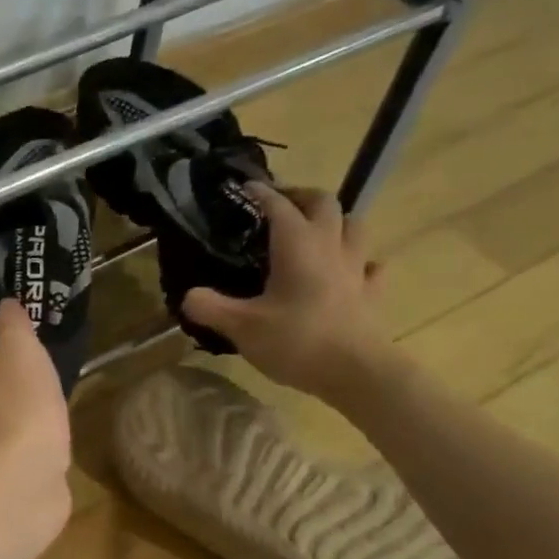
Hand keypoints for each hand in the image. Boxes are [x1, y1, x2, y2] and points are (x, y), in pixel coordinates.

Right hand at [180, 185, 391, 405]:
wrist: (355, 371)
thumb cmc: (296, 342)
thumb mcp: (242, 328)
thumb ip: (211, 308)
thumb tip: (188, 296)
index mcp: (297, 245)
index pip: (278, 206)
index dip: (261, 193)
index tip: (245, 187)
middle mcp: (330, 245)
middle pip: (323, 203)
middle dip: (301, 196)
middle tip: (282, 204)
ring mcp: (356, 268)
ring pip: (354, 225)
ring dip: (335, 220)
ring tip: (317, 230)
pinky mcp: (371, 293)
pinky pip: (370, 266)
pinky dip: (359, 261)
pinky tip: (350, 271)